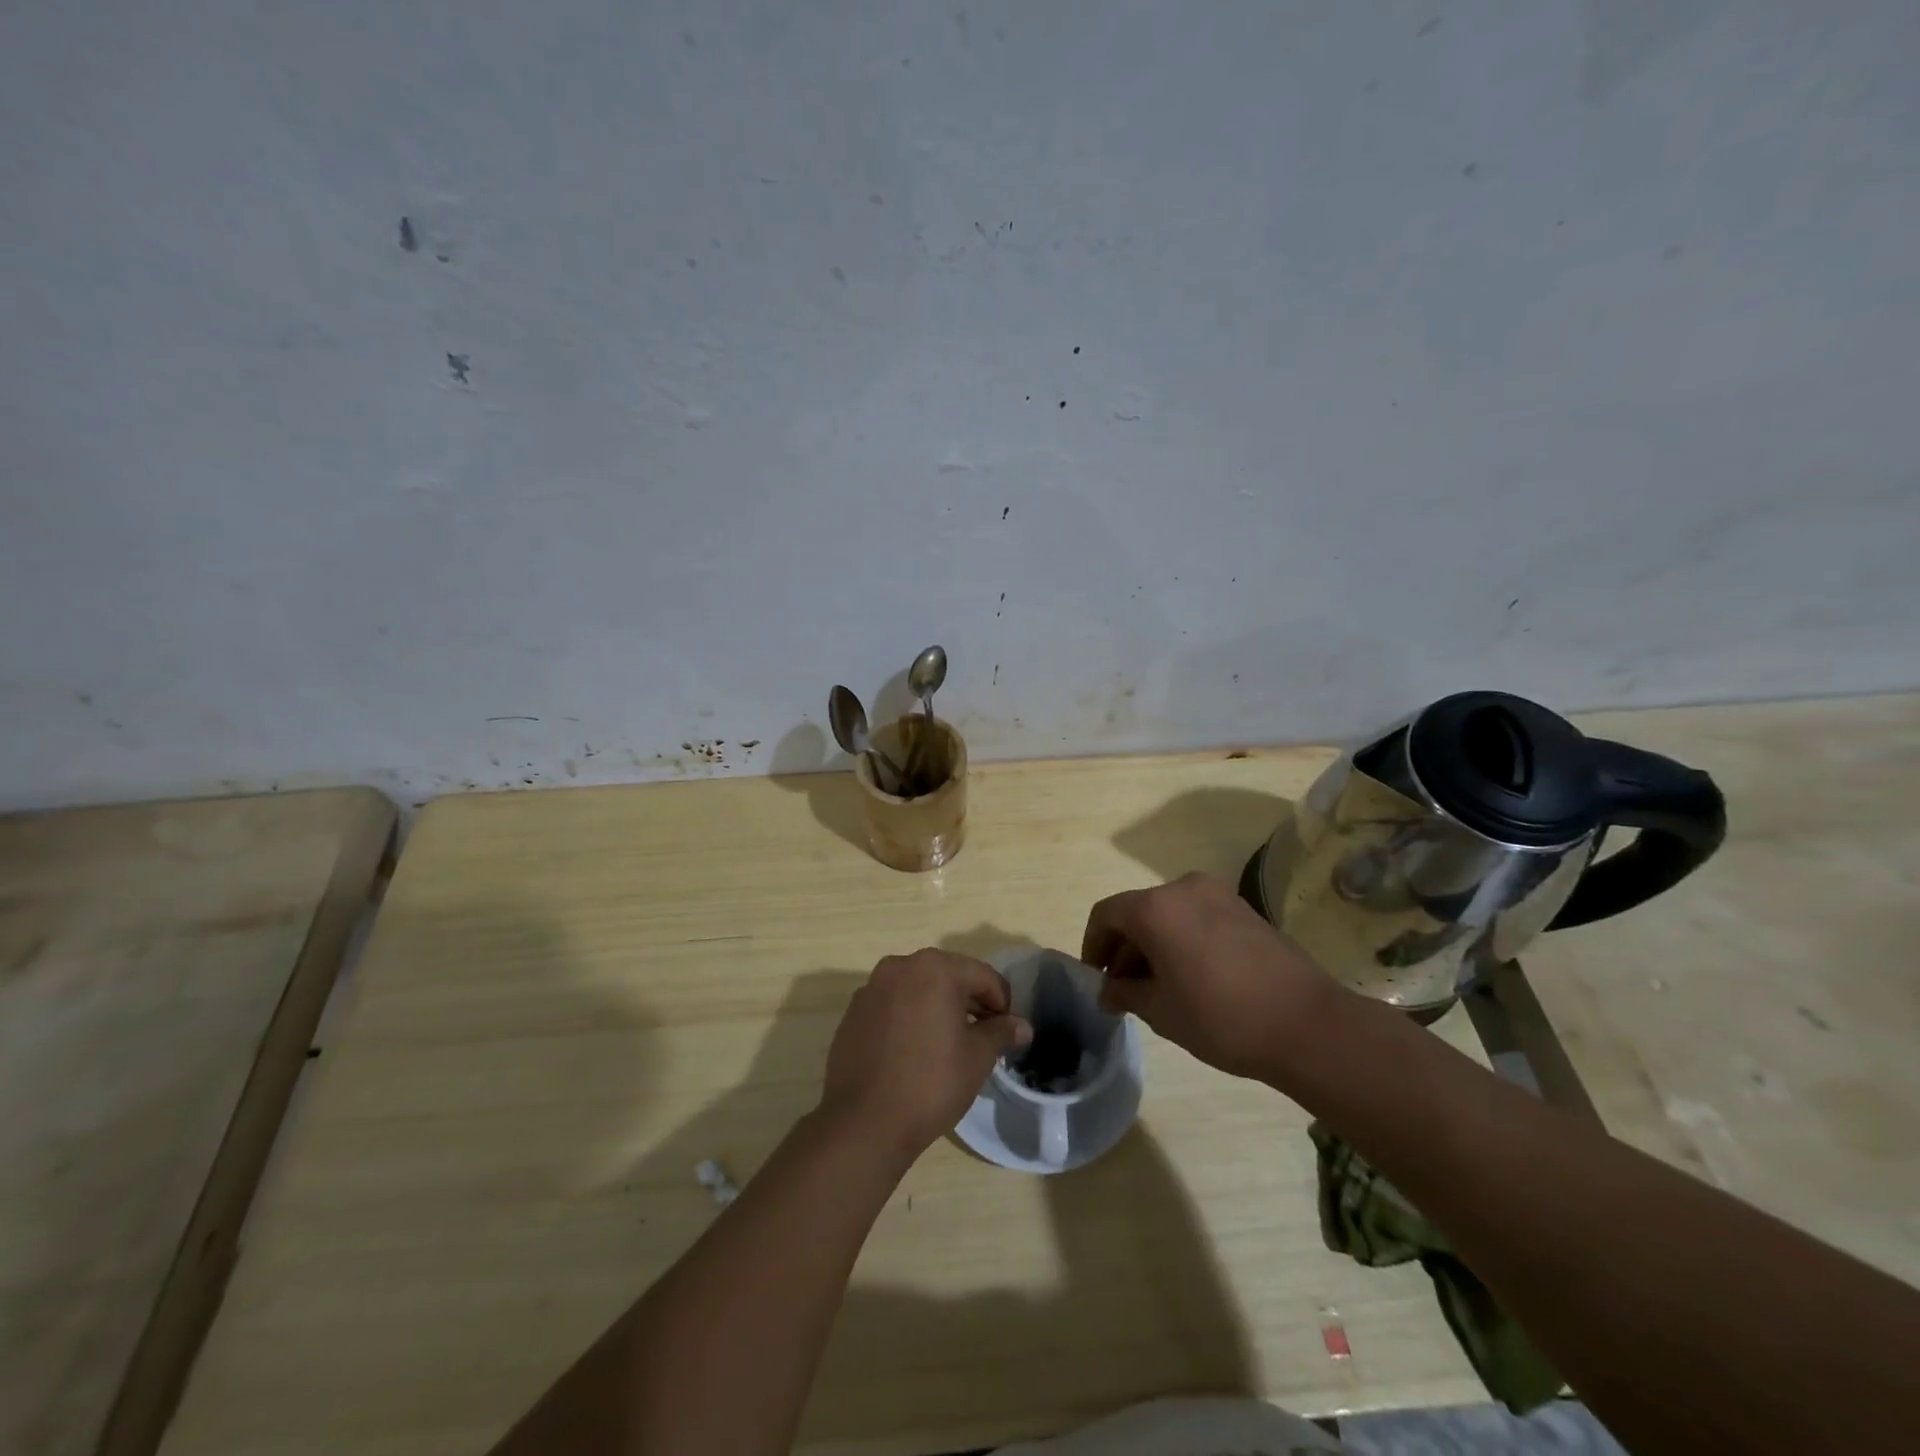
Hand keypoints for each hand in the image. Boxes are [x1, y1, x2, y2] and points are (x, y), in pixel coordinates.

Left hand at [821, 950, 1032, 1156]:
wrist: (863, 1123)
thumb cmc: (931, 1083)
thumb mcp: (977, 1057)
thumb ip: (1001, 1032)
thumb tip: (1022, 1026)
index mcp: (934, 968)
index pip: (982, 976)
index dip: (1002, 1003)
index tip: (1007, 1032)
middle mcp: (900, 966)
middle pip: (948, 977)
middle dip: (970, 1003)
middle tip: (984, 1038)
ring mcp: (871, 988)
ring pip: (918, 990)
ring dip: (938, 1008)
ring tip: (950, 1045)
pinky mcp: (853, 1013)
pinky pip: (892, 1006)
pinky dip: (910, 1018)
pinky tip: (915, 1052)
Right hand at [1081, 872, 1337, 1081]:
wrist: (1308, 1024)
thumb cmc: (1222, 1017)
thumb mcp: (1161, 1011)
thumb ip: (1125, 993)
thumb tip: (1109, 990)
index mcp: (1156, 907)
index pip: (1106, 914)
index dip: (1093, 947)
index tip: (1098, 981)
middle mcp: (1183, 888)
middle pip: (1137, 911)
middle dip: (1125, 948)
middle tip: (1125, 990)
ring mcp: (1218, 894)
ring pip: (1168, 913)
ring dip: (1154, 944)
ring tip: (1159, 987)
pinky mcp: (1244, 908)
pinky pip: (1196, 916)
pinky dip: (1182, 938)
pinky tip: (1192, 976)